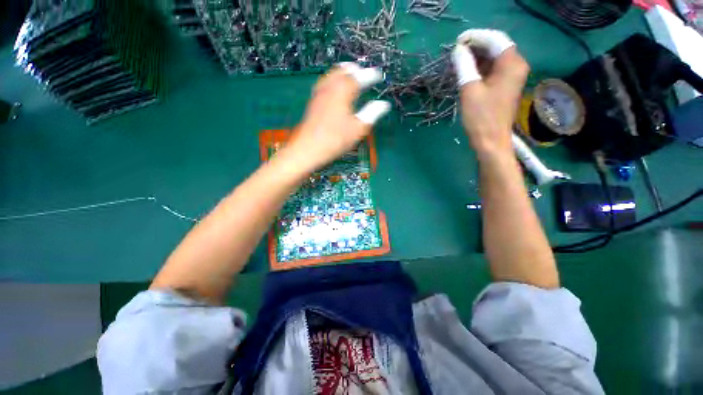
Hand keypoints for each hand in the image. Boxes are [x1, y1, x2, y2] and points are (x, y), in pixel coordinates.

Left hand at [283, 63, 389, 171]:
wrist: (308, 149)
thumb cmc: (336, 140)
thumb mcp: (358, 129)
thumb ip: (372, 113)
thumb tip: (384, 105)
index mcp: (343, 91)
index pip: (359, 77)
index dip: (370, 75)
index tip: (378, 75)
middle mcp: (330, 87)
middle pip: (343, 70)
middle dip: (356, 70)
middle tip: (365, 74)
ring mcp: (319, 93)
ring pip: (332, 75)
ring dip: (344, 73)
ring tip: (351, 78)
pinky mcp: (313, 101)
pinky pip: (325, 83)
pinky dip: (334, 81)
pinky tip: (336, 91)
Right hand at [452, 29, 529, 158]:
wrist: (490, 141)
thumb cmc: (481, 117)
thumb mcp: (470, 89)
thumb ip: (464, 66)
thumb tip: (458, 50)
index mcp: (511, 64)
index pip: (495, 39)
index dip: (476, 37)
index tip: (457, 42)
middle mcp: (515, 66)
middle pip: (496, 48)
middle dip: (475, 47)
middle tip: (455, 52)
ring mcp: (511, 77)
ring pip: (493, 59)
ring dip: (476, 58)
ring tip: (457, 61)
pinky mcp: (504, 87)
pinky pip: (492, 70)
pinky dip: (479, 68)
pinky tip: (466, 71)